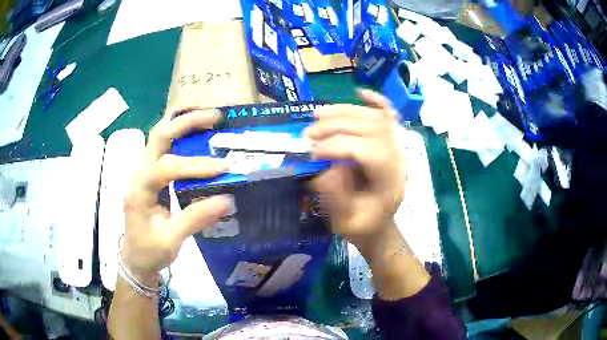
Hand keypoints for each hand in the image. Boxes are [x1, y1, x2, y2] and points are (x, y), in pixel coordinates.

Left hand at [122, 108, 230, 285]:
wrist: (135, 258)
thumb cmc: (149, 251)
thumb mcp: (171, 241)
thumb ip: (195, 219)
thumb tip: (227, 199)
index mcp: (140, 189)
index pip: (167, 167)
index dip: (196, 166)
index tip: (224, 168)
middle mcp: (140, 172)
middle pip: (160, 135)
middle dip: (187, 122)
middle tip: (216, 117)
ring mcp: (145, 170)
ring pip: (160, 134)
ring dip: (183, 122)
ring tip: (209, 117)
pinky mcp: (152, 173)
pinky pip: (165, 145)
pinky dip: (181, 133)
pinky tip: (197, 131)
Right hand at [306, 89, 406, 255]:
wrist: (378, 225)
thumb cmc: (362, 225)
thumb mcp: (345, 221)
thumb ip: (336, 197)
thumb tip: (324, 167)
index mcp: (390, 181)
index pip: (367, 150)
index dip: (337, 146)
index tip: (312, 152)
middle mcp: (398, 158)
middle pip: (371, 128)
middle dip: (336, 126)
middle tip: (308, 134)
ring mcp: (397, 147)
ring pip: (375, 117)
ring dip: (344, 111)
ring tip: (317, 114)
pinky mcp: (391, 142)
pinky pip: (389, 116)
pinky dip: (376, 101)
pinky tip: (361, 92)